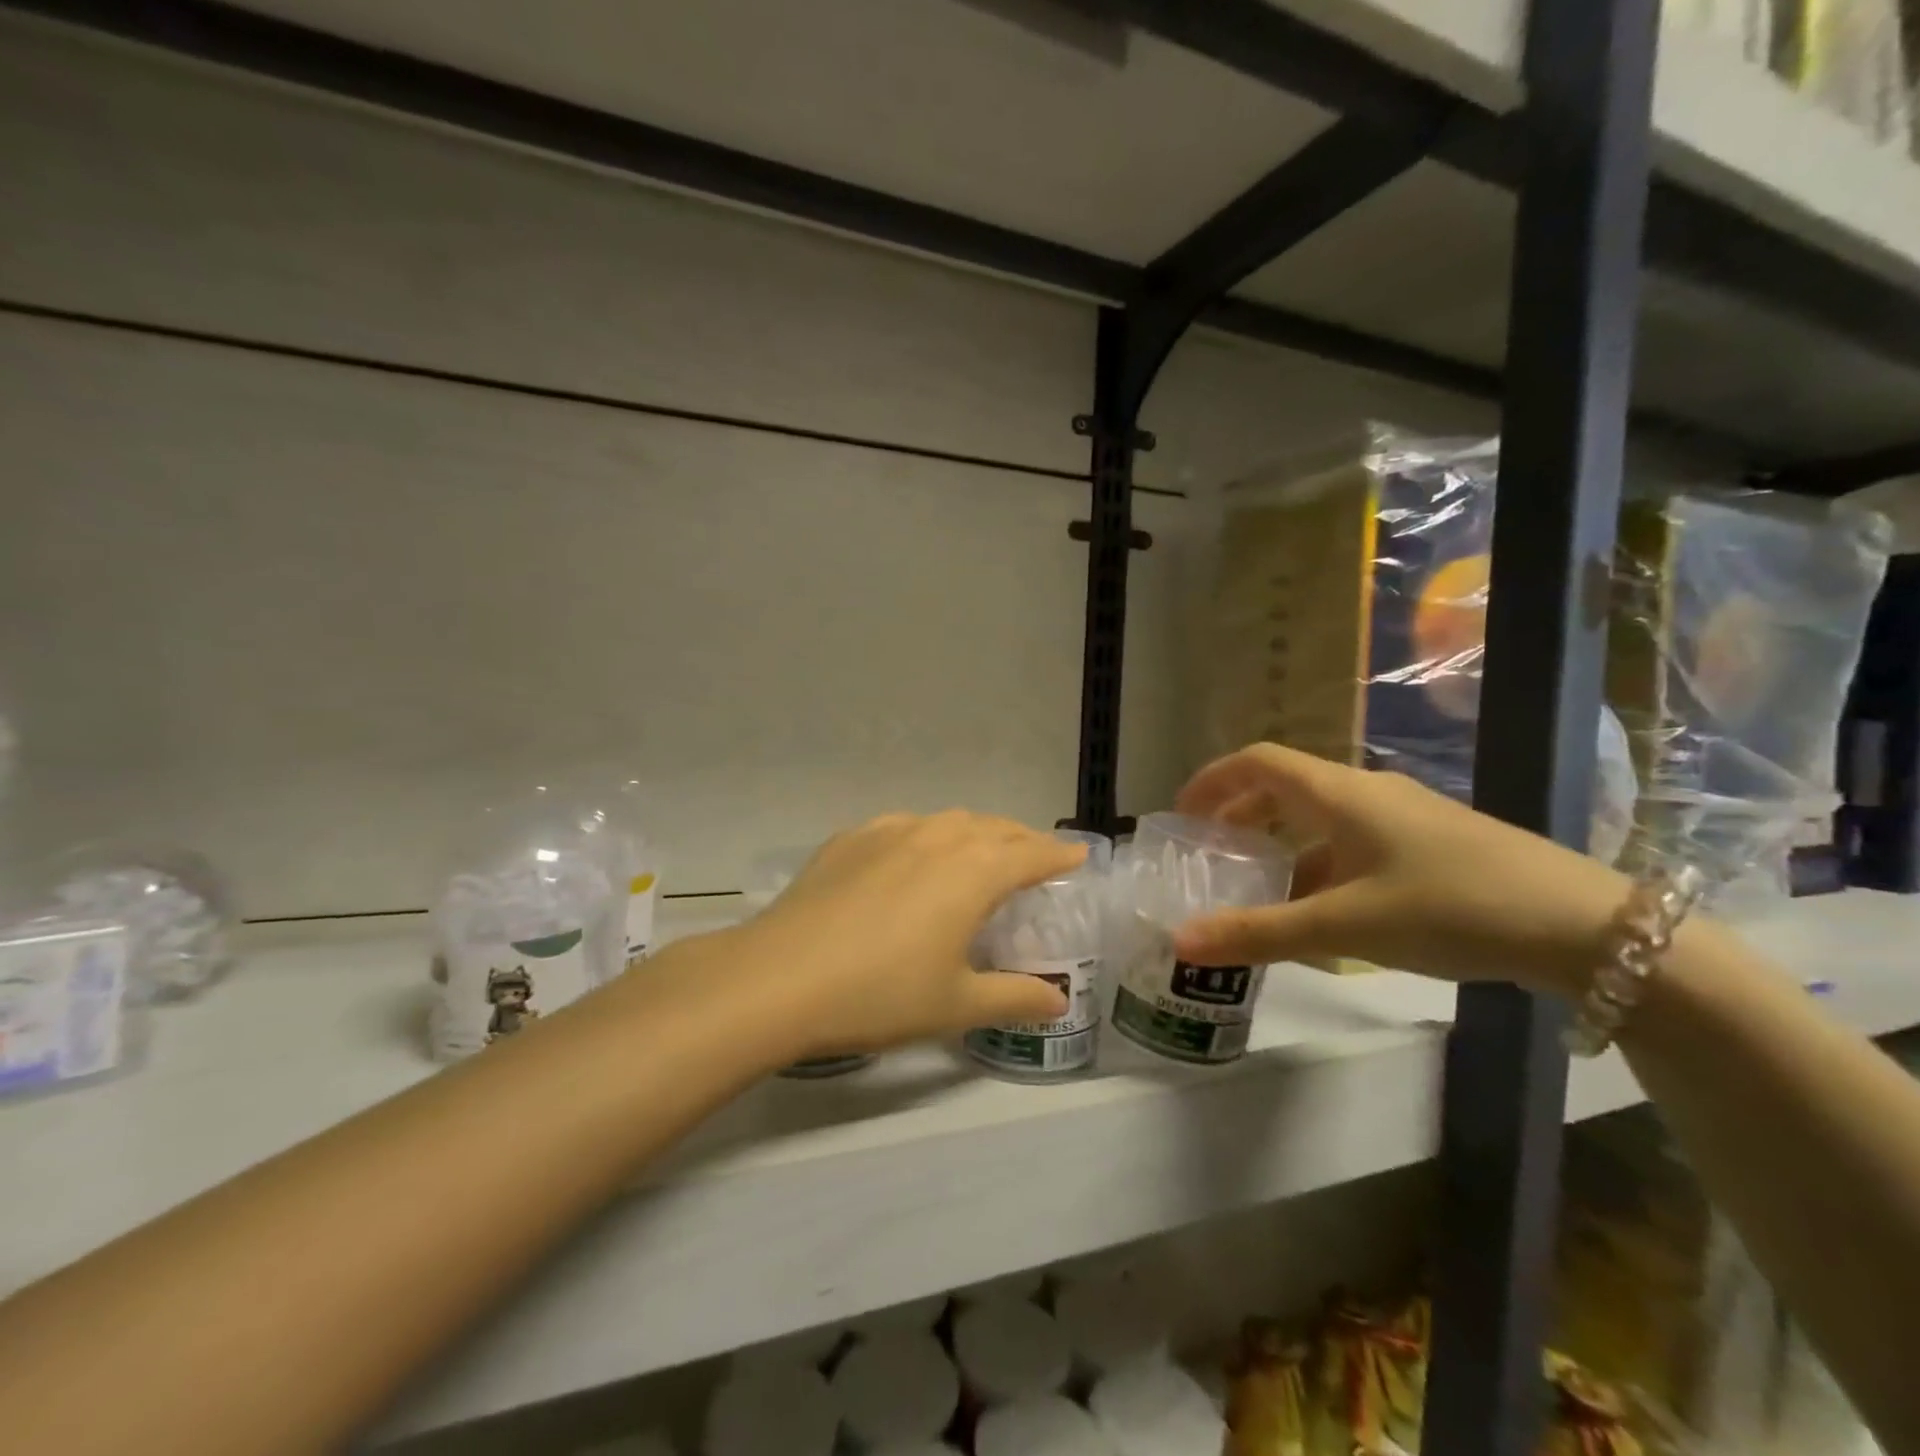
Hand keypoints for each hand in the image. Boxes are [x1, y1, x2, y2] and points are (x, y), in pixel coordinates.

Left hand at [710, 812, 1083, 1058]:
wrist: (781, 978)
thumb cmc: (880, 994)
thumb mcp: (956, 1004)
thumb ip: (1014, 998)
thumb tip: (1058, 1003)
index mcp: (973, 872)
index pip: (1032, 854)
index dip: (1059, 855)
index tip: (1079, 856)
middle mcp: (937, 837)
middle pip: (994, 828)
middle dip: (1021, 840)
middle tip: (1035, 858)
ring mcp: (890, 832)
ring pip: (948, 821)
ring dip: (975, 833)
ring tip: (980, 852)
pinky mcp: (850, 838)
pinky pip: (904, 826)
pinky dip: (927, 835)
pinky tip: (913, 855)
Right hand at [1170, 744, 1629, 995]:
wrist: (1586, 927)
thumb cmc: (1451, 907)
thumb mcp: (1345, 926)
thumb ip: (1259, 933)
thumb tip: (1179, 941)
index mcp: (1340, 793)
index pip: (1258, 761)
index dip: (1213, 780)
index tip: (1181, 815)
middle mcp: (1368, 792)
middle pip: (1285, 787)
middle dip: (1241, 814)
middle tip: (1211, 854)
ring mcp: (1405, 817)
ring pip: (1322, 818)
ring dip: (1281, 844)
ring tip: (1259, 888)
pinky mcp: (1432, 844)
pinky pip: (1354, 842)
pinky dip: (1321, 864)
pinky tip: (1325, 910)